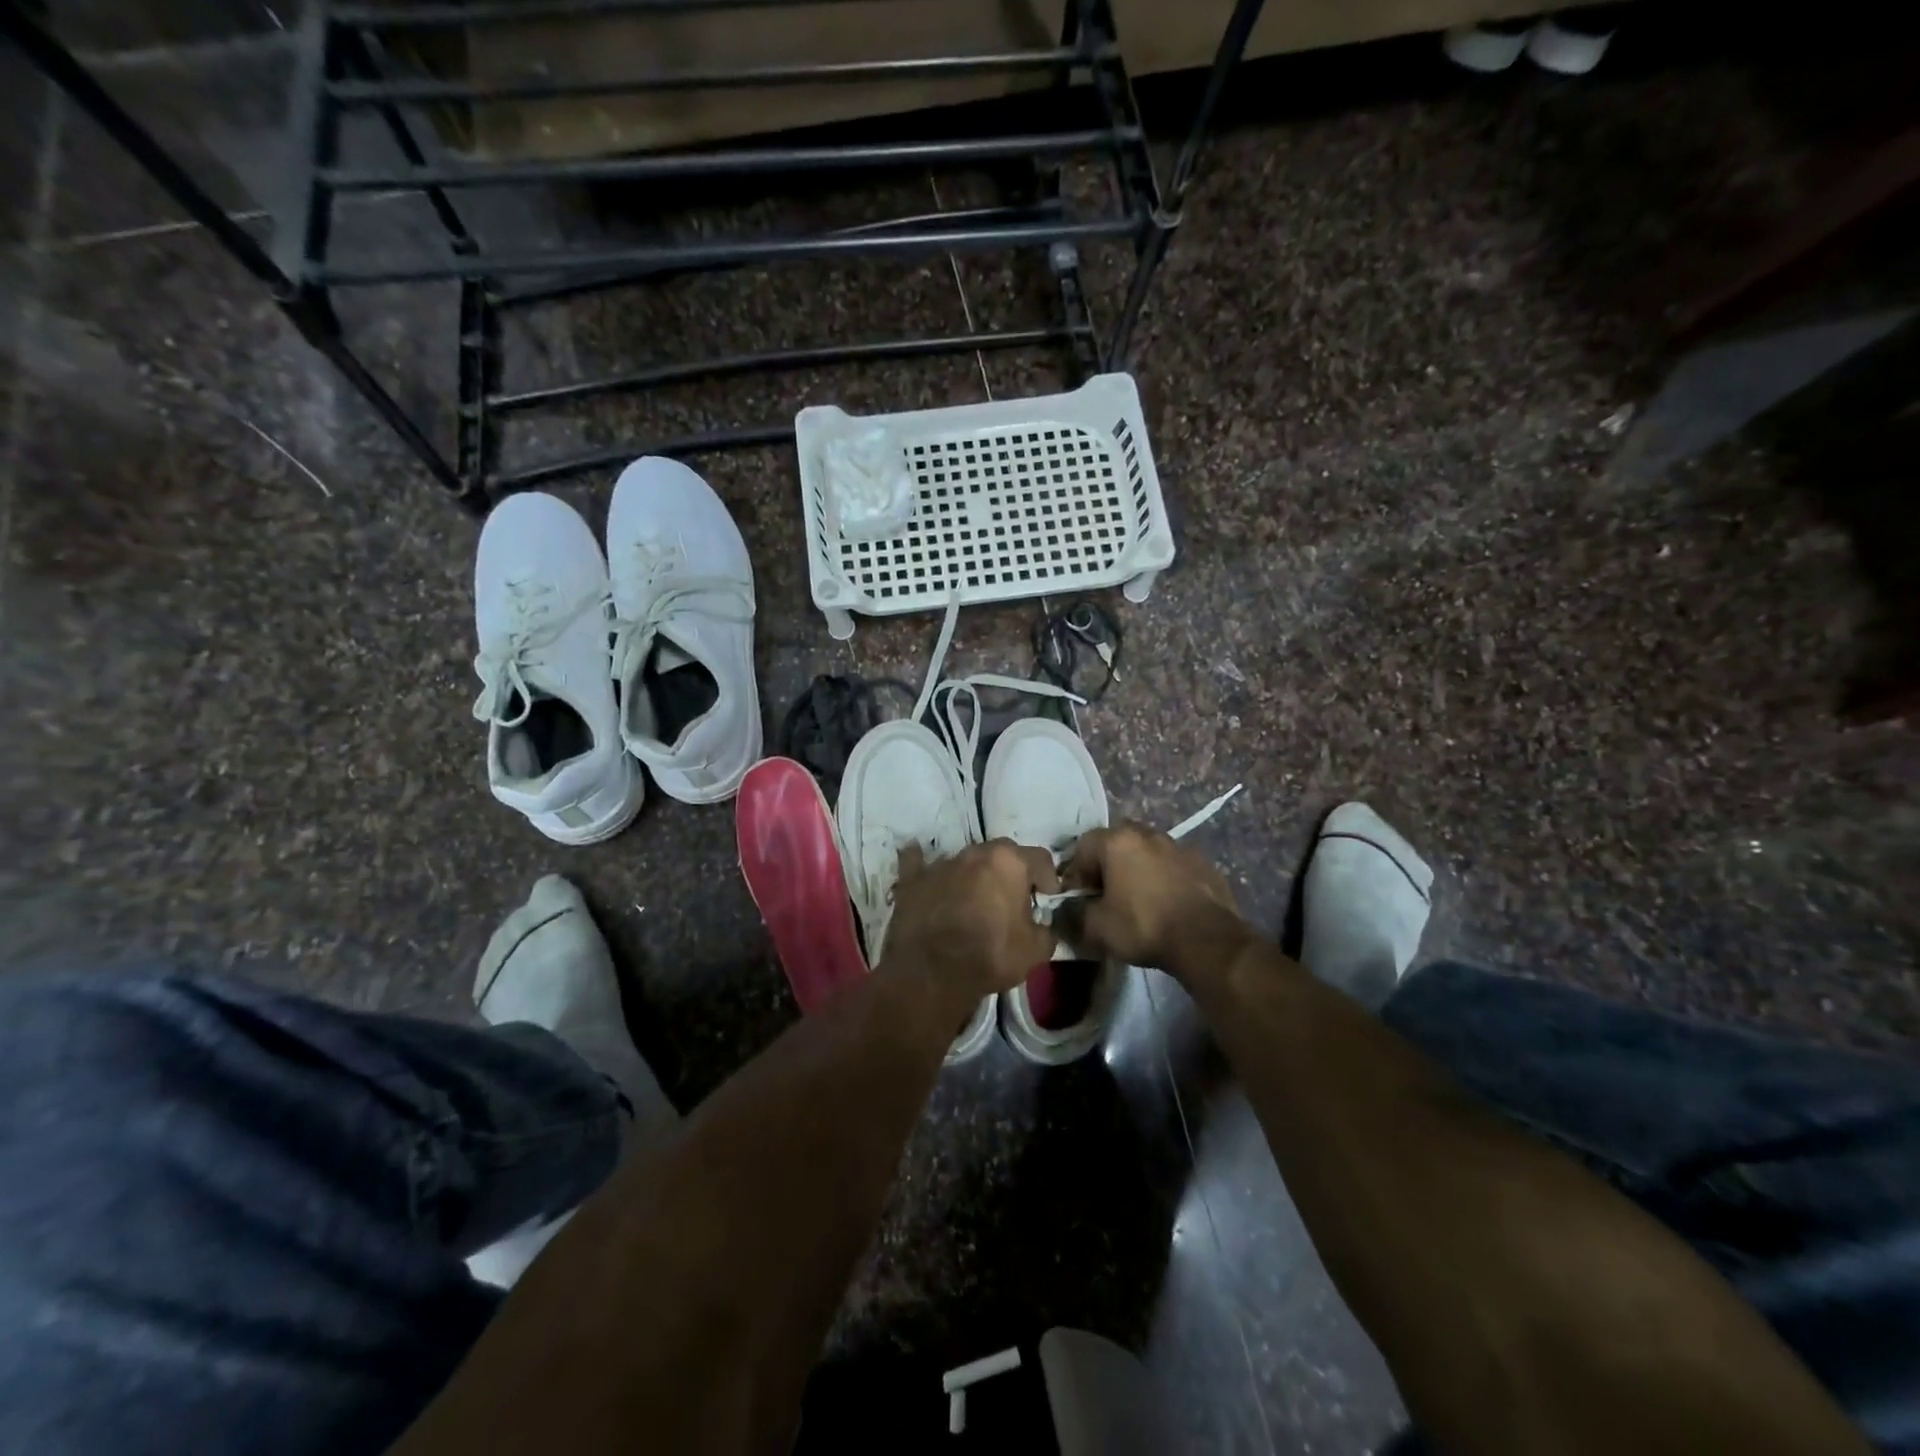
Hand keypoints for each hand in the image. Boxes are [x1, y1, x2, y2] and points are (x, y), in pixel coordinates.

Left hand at [879, 840, 1059, 999]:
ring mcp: (941, 864)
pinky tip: (925, 869)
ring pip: (965, 861)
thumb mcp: (1036, 951)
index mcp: (1008, 862)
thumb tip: (1042, 925)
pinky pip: (918, 864)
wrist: (932, 973)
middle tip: (1013, 898)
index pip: (1040, 858)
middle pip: (1001, 853)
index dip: (1048, 878)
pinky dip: (924, 866)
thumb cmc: (990, 956)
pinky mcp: (913, 879)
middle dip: (1011, 871)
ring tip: (975, 900)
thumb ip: (1046, 930)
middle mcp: (974, 853)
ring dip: (974, 875)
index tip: (1047, 897)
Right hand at [1061, 824, 1243, 972]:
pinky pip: (1172, 865)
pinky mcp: (1203, 862)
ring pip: (1146, 851)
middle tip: (1106, 895)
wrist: (1206, 940)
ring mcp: (1178, 846)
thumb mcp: (1097, 927)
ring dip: (1137, 869)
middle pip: (1116, 843)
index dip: (1075, 873)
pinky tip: (1166, 903)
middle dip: (1107, 866)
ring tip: (1137, 899)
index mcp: (1118, 841)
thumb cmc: (1144, 926)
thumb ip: (1075, 912)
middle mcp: (1147, 834)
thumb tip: (1068, 908)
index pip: (1083, 847)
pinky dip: (1164, 877)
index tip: (1078, 898)